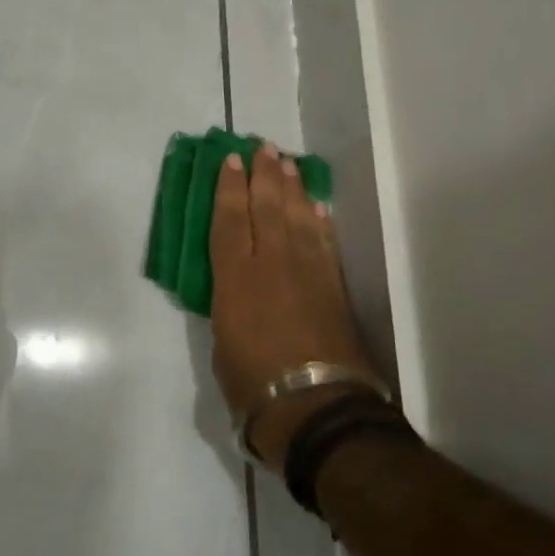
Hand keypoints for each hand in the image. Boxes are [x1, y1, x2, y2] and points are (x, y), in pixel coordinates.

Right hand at [209, 142, 381, 471]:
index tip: (231, 160)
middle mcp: (271, 263)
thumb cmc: (254, 385)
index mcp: (235, 278)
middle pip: (266, 207)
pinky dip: (319, 219)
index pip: (229, 220)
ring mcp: (307, 271)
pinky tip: (316, 205)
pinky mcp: (333, 286)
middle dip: (263, 174)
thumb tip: (237, 294)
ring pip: (297, 216)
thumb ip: (228, 308)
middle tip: (263, 147)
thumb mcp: (222, 344)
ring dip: (292, 187)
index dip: (229, 187)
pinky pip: (324, 241)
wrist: (316, 408)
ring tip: (287, 163)